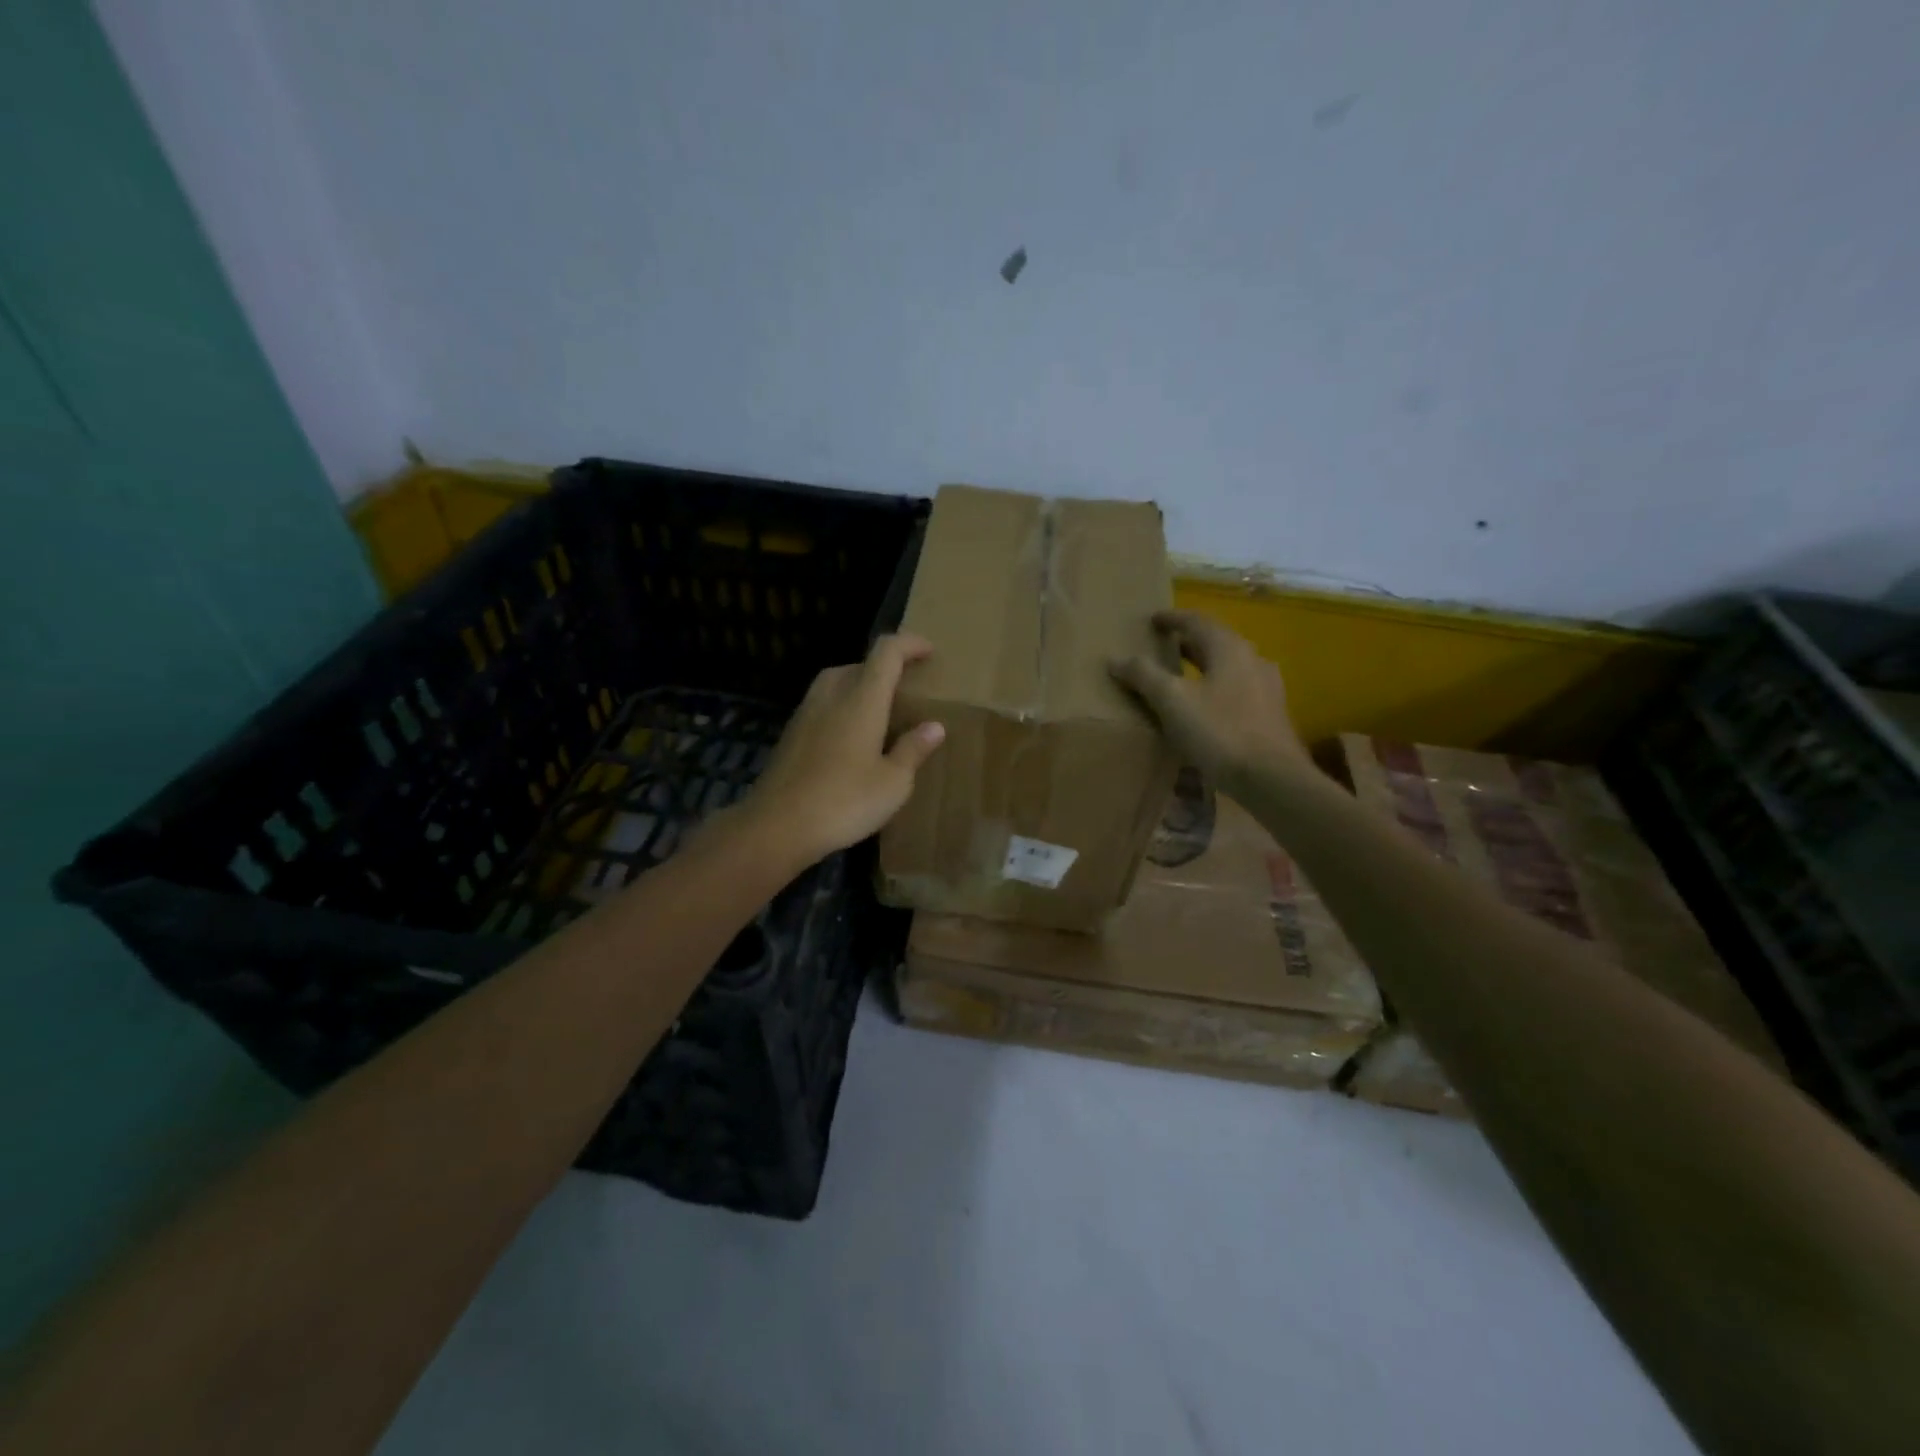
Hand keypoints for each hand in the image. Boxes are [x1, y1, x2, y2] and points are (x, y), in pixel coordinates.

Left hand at [736, 634, 945, 866]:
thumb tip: (934, 726)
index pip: (886, 652)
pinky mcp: (790, 734)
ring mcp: (805, 714)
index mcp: (862, 700)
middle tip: (905, 690)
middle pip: (858, 664)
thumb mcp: (893, 783)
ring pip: (835, 682)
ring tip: (878, 712)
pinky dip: (840, 707)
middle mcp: (831, 696)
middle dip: (884, 668)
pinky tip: (849, 738)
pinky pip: (821, 704)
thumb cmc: (844, 802)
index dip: (909, 644)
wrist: (777, 826)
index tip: (929, 651)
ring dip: (859, 686)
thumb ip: (913, 749)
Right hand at [1110, 610, 1308, 797]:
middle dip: (1187, 642)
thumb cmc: (1220, 732)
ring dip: (1203, 666)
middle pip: (1215, 642)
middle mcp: (1252, 659)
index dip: (1172, 619)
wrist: (1272, 778)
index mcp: (1229, 648)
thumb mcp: (1173, 701)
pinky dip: (1215, 688)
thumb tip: (1115, 659)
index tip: (1152, 620)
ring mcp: (1266, 687)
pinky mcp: (1270, 713)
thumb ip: (1144, 676)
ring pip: (1228, 666)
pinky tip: (1205, 707)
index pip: (1196, 621)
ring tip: (1180, 677)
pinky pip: (1236, 689)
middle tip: (1161, 647)